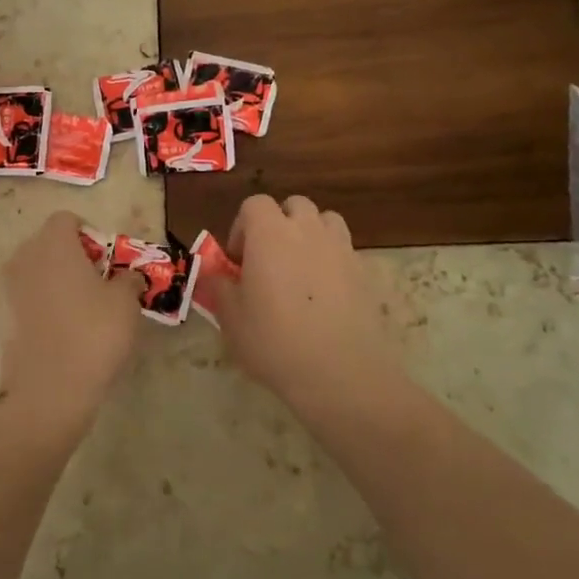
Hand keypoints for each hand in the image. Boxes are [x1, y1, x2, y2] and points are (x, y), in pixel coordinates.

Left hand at [0, 211, 141, 440]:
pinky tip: (61, 329)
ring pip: (35, 270)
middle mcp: (24, 257)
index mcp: (53, 244)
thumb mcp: (126, 303)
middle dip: (71, 255)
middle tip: (97, 282)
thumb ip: (129, 279)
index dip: (89, 234)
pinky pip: (25, 297)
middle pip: (48, 243)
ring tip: (81, 308)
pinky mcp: (1, 317)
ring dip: (55, 279)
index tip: (106, 260)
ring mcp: (7, 288)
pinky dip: (42, 303)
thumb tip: (129, 275)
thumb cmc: (93, 334)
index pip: (66, 220)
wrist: (48, 390)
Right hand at [215, 195, 402, 407]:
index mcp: (270, 233)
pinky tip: (324, 294)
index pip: (254, 204)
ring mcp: (341, 249)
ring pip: (325, 221)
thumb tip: (215, 273)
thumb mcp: (230, 317)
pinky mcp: (364, 272)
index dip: (242, 227)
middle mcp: (307, 230)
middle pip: (294, 205)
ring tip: (299, 269)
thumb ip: (219, 286)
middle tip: (268, 260)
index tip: (238, 260)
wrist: (340, 373)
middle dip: (279, 224)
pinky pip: (344, 251)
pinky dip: (332, 260)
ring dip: (310, 234)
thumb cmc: (274, 341)